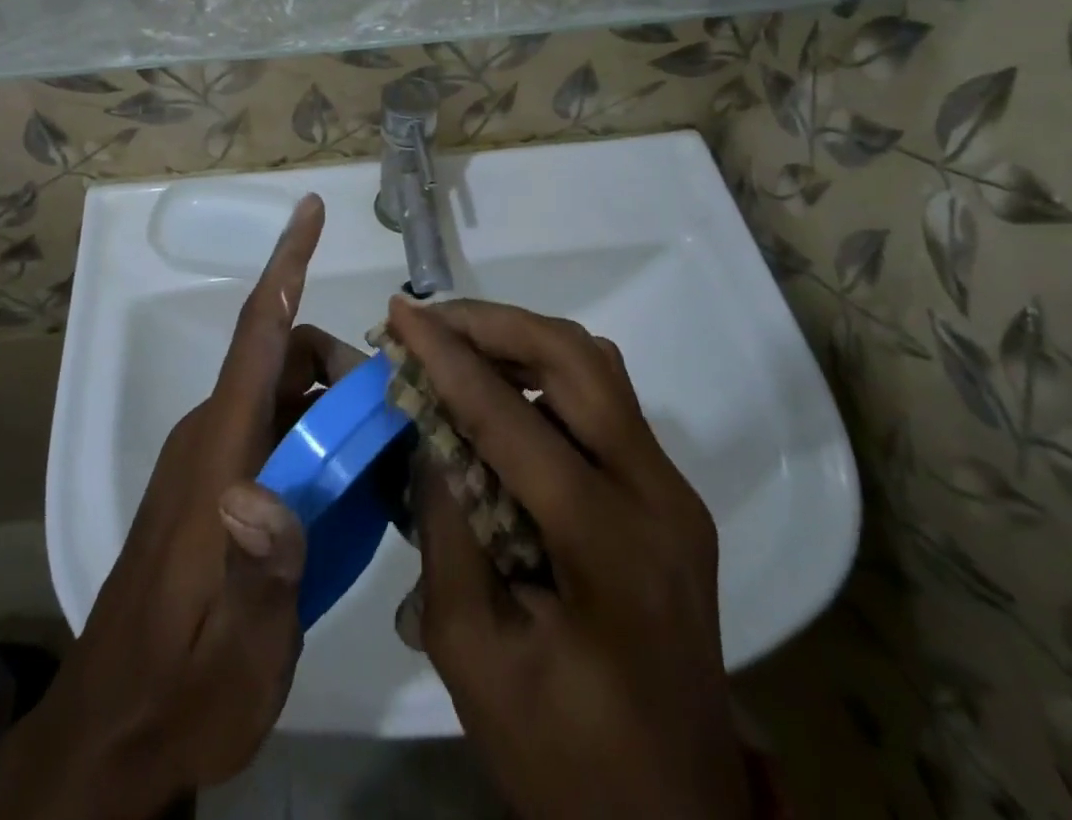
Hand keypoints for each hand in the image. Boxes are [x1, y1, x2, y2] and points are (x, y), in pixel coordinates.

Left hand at [0, 196, 360, 819]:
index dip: (285, 265)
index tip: (308, 210)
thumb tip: (262, 492)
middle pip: (282, 358)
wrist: (116, 734)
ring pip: (279, 394)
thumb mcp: (239, 647)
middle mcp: (210, 435)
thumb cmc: (182, 685)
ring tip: (380, 456)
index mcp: (219, 450)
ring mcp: (208, 459)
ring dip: (330, 403)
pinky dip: (311, 432)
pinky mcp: (212, 486)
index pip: (257, 336)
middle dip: (340, 365)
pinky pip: (270, 428)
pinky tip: (344, 486)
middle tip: (390, 420)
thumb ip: (261, 570)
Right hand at [388, 298, 750, 819]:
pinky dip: (545, 374)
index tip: (399, 313)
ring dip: (522, 340)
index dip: (447, 357)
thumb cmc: (564, 757)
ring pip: (596, 367)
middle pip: (578, 361)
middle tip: (430, 321)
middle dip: (494, 323)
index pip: (514, 419)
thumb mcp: (472, 654)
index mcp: (609, 546)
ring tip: (456, 342)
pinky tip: (499, 389)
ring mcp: (672, 490)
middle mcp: (658, 496)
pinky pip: (603, 401)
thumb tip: (430, 432)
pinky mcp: (668, 495)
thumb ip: (445, 529)